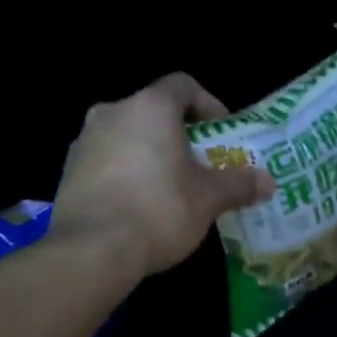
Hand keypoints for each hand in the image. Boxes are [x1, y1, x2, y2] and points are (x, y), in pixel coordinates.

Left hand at [52, 73, 273, 280]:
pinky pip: (107, 161)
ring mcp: (84, 141)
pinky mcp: (68, 171)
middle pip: (153, 112)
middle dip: (180, 134)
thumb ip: (239, 185)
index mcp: (150, 107)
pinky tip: (140, 205)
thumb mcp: (209, 199)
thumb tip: (268, 182)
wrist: (92, 250)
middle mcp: (112, 113)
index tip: (222, 131)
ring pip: (127, 136)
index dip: (208, 104)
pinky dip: (127, 173)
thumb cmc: (159, 210)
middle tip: (200, 163)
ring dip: (151, 153)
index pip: (183, 85)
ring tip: (171, 187)